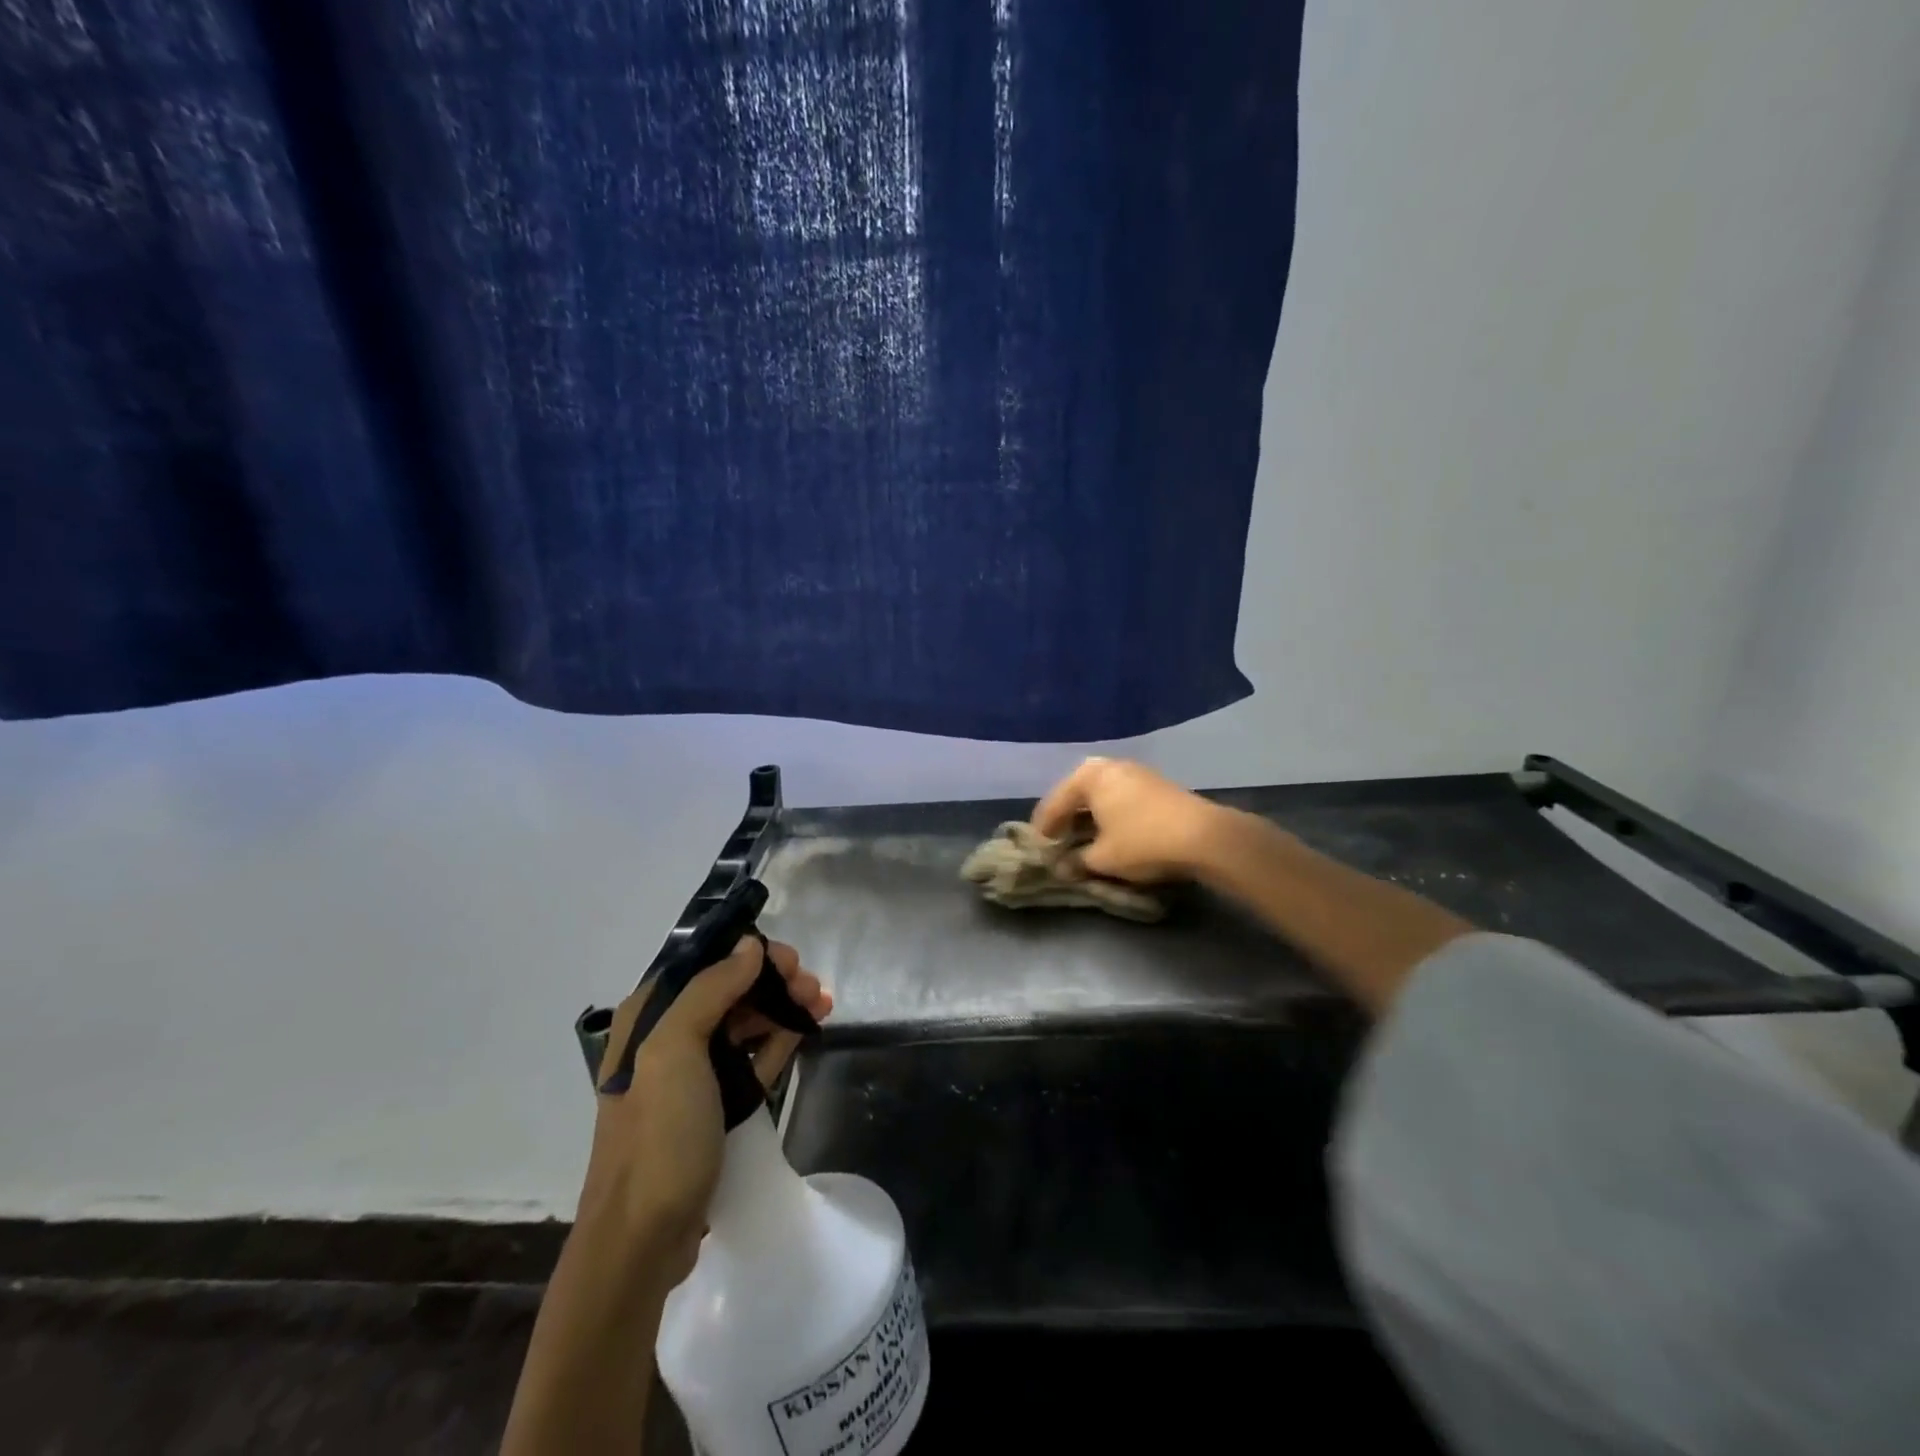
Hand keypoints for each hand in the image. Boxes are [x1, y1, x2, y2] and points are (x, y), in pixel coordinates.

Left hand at [578, 938, 831, 1284]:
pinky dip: (779, 1039)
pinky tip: (807, 1029)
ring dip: (782, 1007)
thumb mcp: (674, 1052)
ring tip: (821, 1005)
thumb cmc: (657, 1137)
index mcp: (649, 1018)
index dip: (747, 953)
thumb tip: (749, 945)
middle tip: (812, 986)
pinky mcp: (714, 1105)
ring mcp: (691, 1075)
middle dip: (772, 981)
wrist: (642, 1241)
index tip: (788, 958)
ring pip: (744, 1022)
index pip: (703, 964)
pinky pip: (751, 1057)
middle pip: (729, 990)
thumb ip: (710, 990)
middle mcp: (667, 1038)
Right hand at [1032, 757, 1228, 883]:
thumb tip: (1061, 867)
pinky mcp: (1155, 784)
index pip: (1054, 803)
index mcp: (1088, 776)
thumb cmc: (1143, 842)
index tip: (1037, 849)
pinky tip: (1110, 833)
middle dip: (1066, 819)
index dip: (1043, 829)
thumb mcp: (1103, 858)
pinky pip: (1120, 798)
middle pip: (1077, 794)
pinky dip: (1109, 814)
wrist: (1205, 837)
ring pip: (1100, 795)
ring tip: (1082, 840)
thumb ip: (1076, 861)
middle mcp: (1109, 766)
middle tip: (1057, 842)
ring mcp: (1135, 772)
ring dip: (1089, 817)